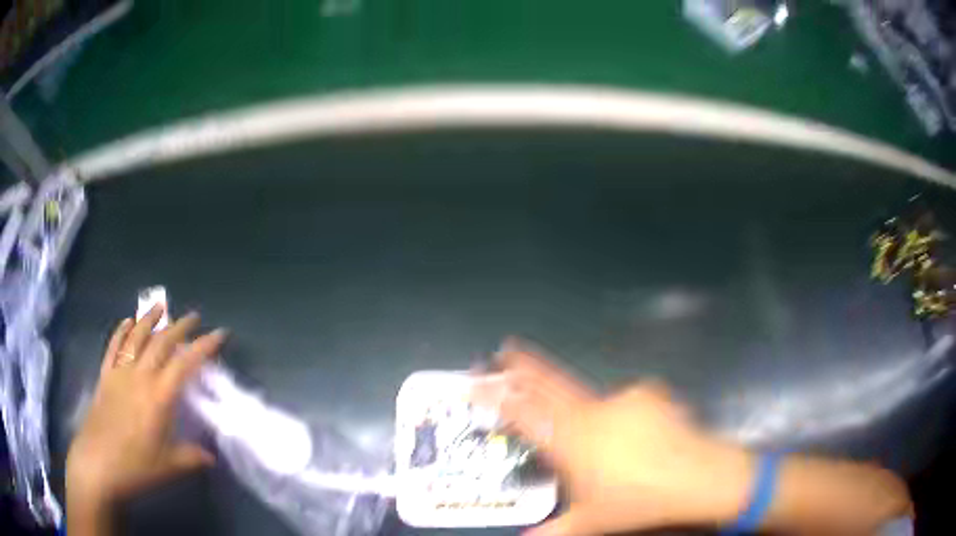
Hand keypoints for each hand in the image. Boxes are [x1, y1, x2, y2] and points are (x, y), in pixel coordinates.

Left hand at [66, 305, 226, 511]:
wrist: (98, 464)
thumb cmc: (136, 467)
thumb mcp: (169, 467)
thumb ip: (192, 457)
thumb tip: (210, 456)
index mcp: (159, 398)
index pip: (185, 364)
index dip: (204, 346)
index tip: (220, 334)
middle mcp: (140, 377)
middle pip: (161, 343)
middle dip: (179, 327)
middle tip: (193, 317)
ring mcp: (120, 374)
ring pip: (136, 338)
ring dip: (149, 319)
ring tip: (160, 306)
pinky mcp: (105, 376)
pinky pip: (114, 347)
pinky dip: (121, 331)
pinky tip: (127, 322)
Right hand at [476, 339, 753, 535]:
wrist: (697, 477)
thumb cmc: (637, 502)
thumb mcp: (590, 523)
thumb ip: (551, 532)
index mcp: (571, 442)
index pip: (524, 414)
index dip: (497, 397)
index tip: (476, 381)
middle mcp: (592, 414)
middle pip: (549, 383)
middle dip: (524, 365)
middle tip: (506, 347)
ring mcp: (623, 400)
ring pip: (587, 393)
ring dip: (574, 397)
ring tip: (586, 425)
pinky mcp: (649, 396)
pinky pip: (625, 403)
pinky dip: (620, 414)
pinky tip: (633, 434)